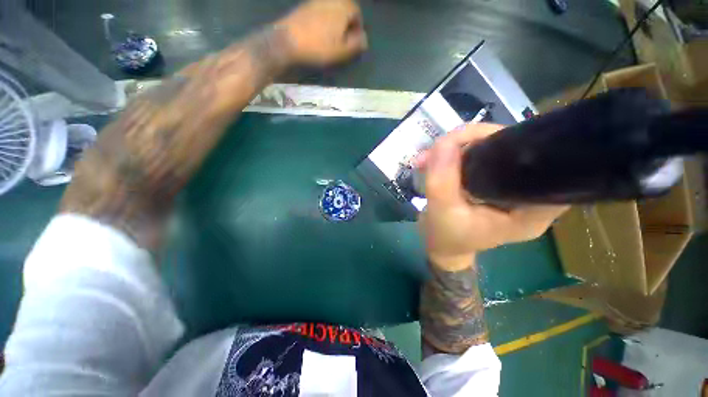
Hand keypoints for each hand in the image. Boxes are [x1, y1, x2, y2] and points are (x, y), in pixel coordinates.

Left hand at [277, 0, 367, 65]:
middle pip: (345, 9)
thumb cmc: (319, 47)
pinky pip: (321, 11)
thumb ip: (356, 44)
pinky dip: (324, 20)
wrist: (289, 40)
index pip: (357, 13)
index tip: (353, 42)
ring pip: (333, 10)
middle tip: (343, 40)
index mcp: (344, 7)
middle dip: (347, 23)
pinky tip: (320, 33)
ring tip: (332, 38)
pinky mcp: (306, 5)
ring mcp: (317, 0)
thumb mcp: (342, 51)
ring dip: (336, 22)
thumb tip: (364, 39)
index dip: (358, 28)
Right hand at [417, 123, 567, 270]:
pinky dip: (456, 154)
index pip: (545, 164)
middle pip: (516, 150)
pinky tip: (435, 159)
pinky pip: (480, 158)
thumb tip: (444, 142)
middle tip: (442, 147)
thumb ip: (443, 180)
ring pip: (494, 150)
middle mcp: (528, 195)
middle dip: (475, 141)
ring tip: (431, 156)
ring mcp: (510, 187)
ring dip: (460, 147)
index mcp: (532, 210)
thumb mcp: (442, 212)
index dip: (515, 141)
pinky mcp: (493, 183)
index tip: (477, 139)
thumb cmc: (446, 237)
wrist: (440, 247)